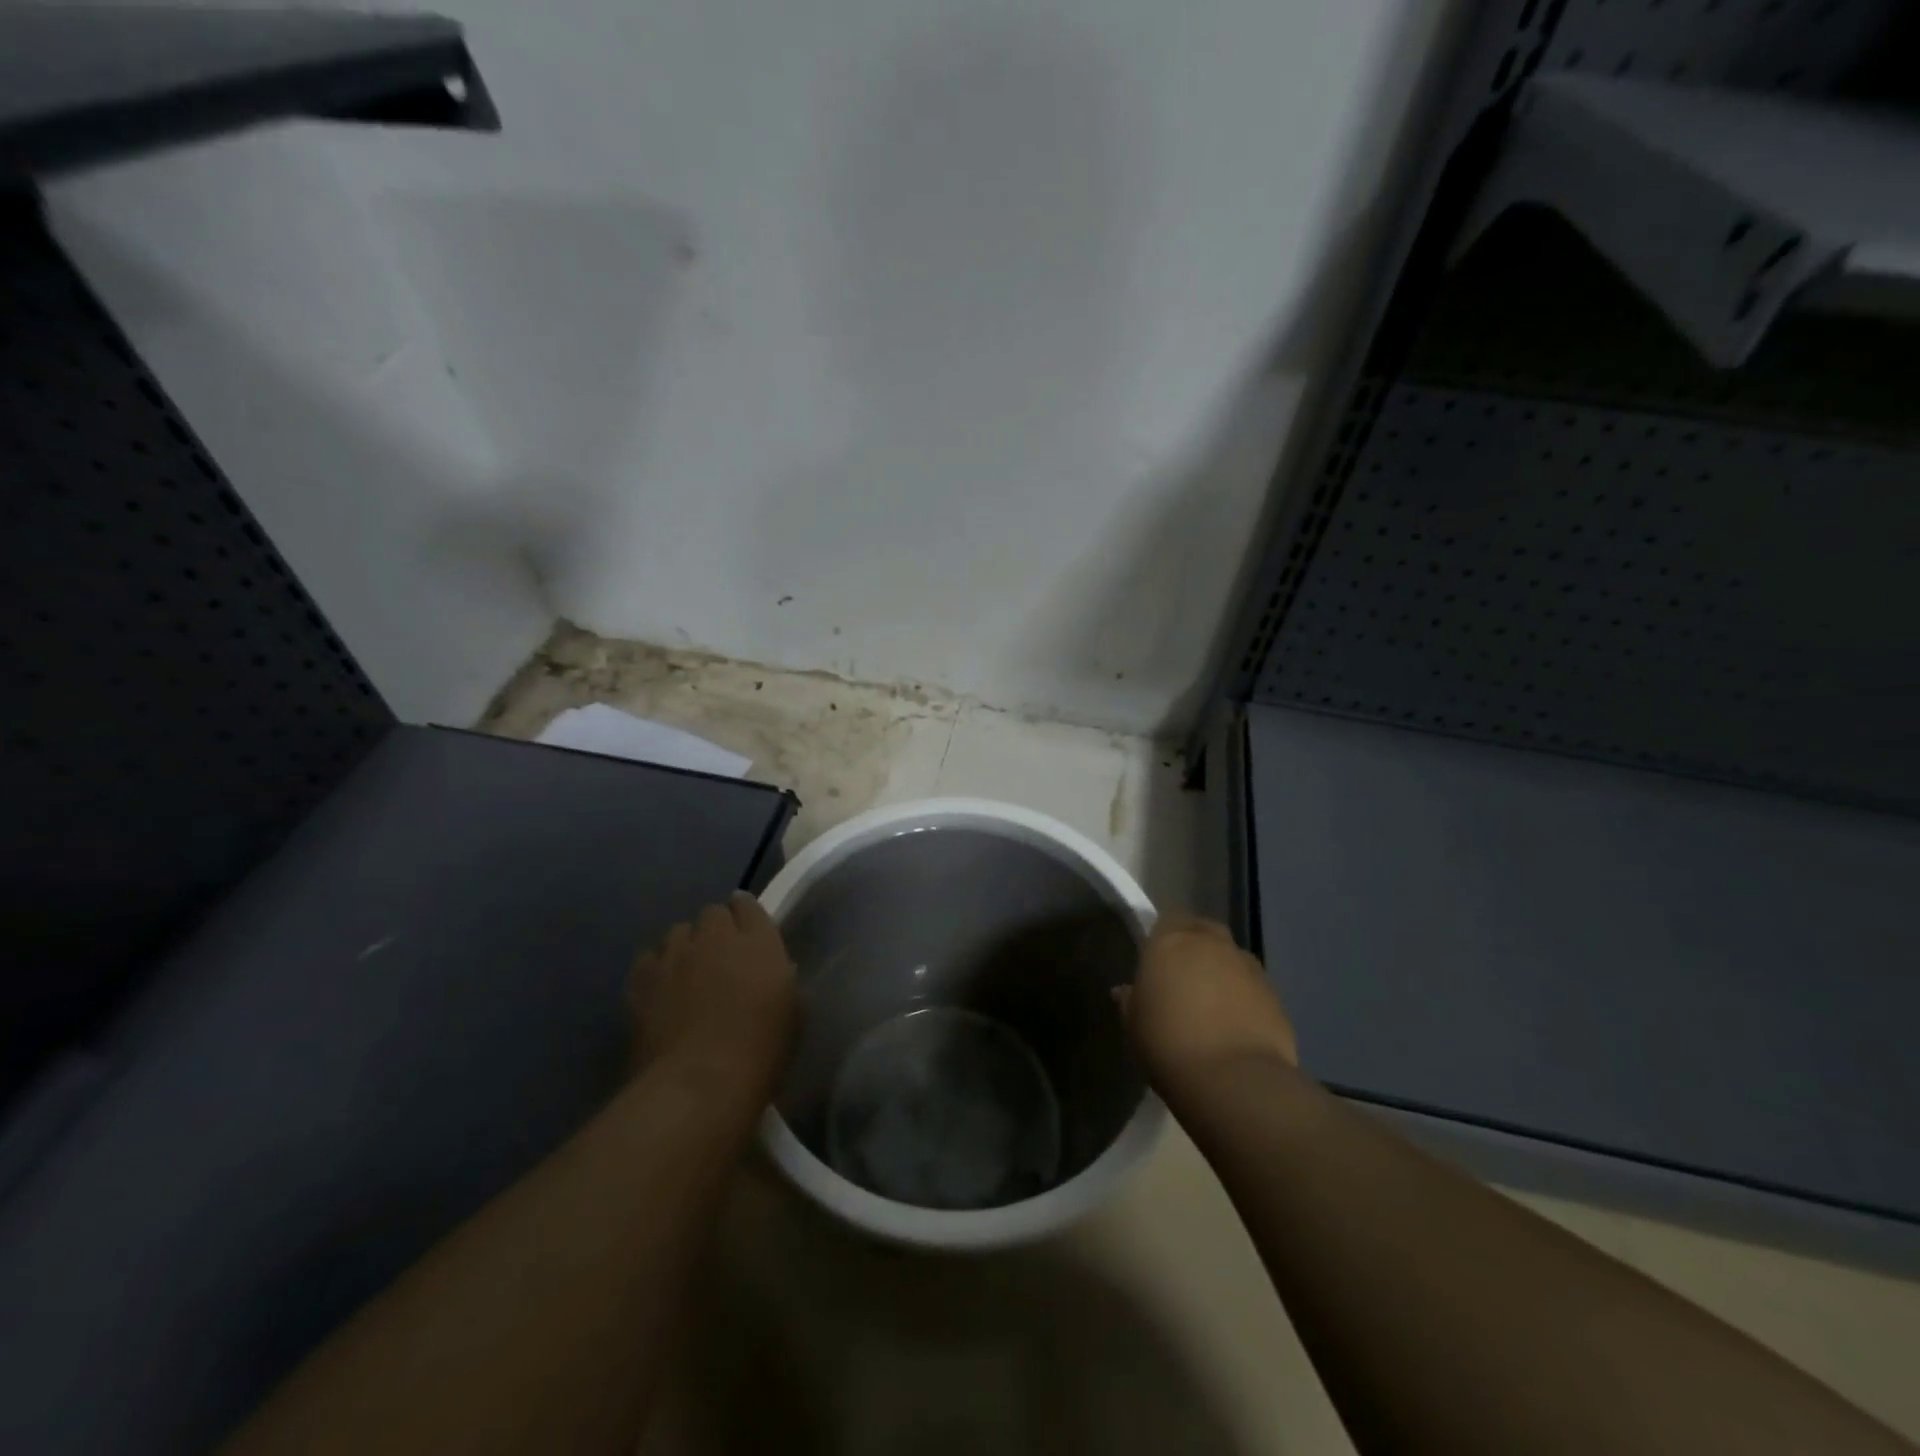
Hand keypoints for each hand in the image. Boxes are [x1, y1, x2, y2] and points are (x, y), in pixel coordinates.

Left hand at [628, 893, 796, 1094]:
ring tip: (687, 973)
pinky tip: (660, 989)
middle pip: (712, 914)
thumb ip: (779, 978)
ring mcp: (675, 954)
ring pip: (677, 932)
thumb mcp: (791, 1011)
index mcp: (759, 941)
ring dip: (685, 946)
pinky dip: (656, 967)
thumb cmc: (761, 1052)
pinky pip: (649, 958)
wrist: (700, 1084)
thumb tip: (768, 971)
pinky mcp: (642, 979)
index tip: (748, 933)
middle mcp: (716, 936)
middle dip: (716, 930)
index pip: (748, 905)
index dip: (746, 916)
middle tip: (721, 959)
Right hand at [1119, 914, 1296, 1095]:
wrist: (1234, 1079)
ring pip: (1231, 956)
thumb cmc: (1168, 1044)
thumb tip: (1126, 991)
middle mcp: (1211, 943)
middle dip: (1195, 946)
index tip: (1156, 961)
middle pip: (1202, 930)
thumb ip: (1131, 1001)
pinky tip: (1235, 1024)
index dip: (1163, 937)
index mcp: (1170, 942)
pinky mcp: (1274, 994)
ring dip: (1222, 970)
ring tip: (1212, 1003)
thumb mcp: (1134, 1025)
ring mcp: (1247, 966)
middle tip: (1183, 977)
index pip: (1167, 920)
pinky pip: (1252, 985)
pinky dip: (1244, 996)